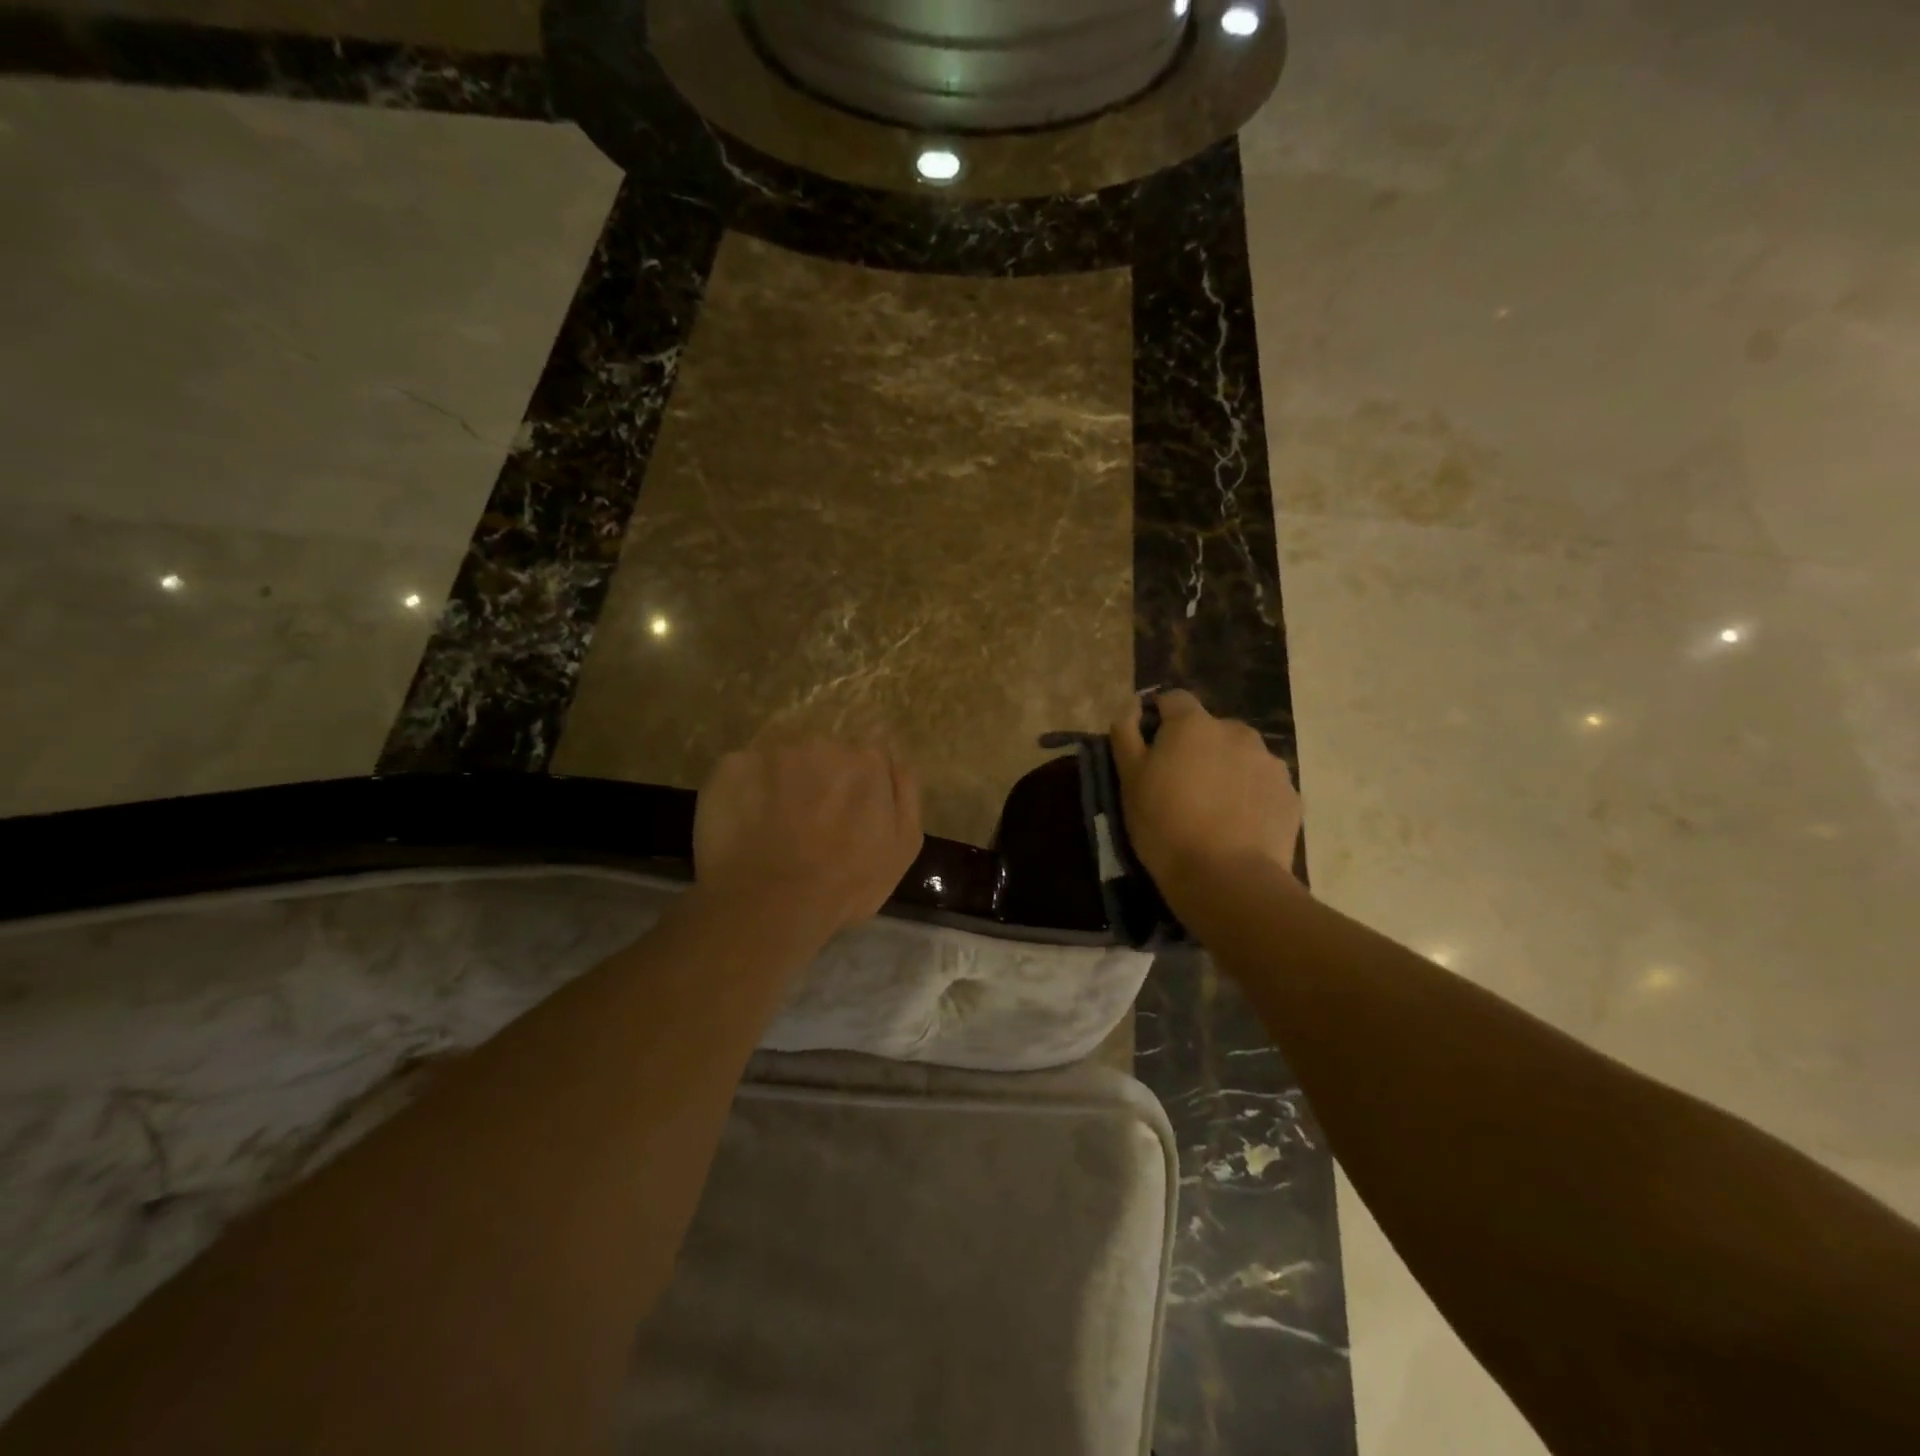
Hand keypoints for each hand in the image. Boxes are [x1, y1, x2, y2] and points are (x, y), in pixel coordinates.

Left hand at [693, 736, 924, 935]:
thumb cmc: (847, 883)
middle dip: (817, 780)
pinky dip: (743, 793)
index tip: (845, 813)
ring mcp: (773, 752)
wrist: (772, 905)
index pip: (865, 756)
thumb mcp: (903, 845)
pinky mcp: (731, 766)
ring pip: (780, 761)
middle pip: (822, 753)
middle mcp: (822, 742)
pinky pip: (742, 773)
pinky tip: (743, 825)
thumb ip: (905, 792)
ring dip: (779, 784)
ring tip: (771, 827)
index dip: (855, 785)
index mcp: (867, 760)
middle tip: (807, 823)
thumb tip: (895, 757)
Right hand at [1109, 691, 1302, 889]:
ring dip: (1226, 770)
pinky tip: (1237, 826)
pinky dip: (1249, 796)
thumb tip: (1132, 704)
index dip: (1159, 719)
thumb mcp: (1129, 780)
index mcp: (1193, 724)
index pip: (1174, 700)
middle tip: (1181, 787)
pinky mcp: (1290, 794)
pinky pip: (1262, 785)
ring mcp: (1270, 763)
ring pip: (1240, 757)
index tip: (1151, 750)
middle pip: (1211, 730)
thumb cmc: (1165, 825)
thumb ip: (1126, 733)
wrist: (1226, 879)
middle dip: (1196, 748)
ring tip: (1212, 810)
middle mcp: (1237, 732)